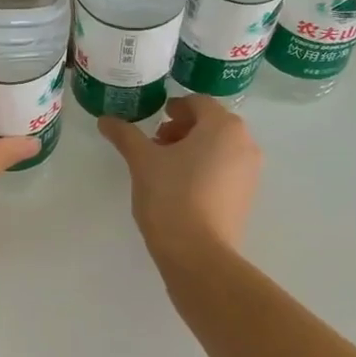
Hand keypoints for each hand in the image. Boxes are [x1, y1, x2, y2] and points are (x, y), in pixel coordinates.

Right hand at [99, 96, 262, 255]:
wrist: (198, 254)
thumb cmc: (171, 196)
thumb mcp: (142, 161)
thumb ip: (125, 135)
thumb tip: (105, 119)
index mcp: (223, 126)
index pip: (198, 102)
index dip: (174, 107)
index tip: (155, 119)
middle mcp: (245, 143)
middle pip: (211, 124)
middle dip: (182, 129)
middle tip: (155, 143)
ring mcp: (250, 172)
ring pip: (219, 147)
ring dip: (192, 148)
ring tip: (164, 166)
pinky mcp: (247, 197)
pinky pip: (225, 169)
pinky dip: (204, 168)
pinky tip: (180, 187)